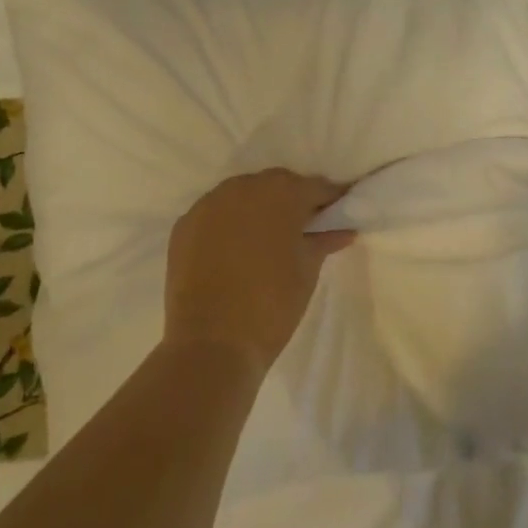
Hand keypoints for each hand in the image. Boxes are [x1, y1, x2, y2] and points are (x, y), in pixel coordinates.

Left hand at [163, 170, 355, 375]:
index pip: (314, 187)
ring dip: (258, 208)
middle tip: (304, 226)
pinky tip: (235, 247)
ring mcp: (209, 204)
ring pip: (242, 195)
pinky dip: (228, 223)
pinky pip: (215, 213)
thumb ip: (324, 241)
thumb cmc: (272, 304)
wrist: (212, 343)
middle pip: (276, 185)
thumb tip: (343, 230)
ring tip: (267, 237)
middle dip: (292, 200)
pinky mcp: (184, 224)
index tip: (338, 210)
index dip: (329, 199)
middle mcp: (243, 187)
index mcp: (281, 194)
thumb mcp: (307, 270)